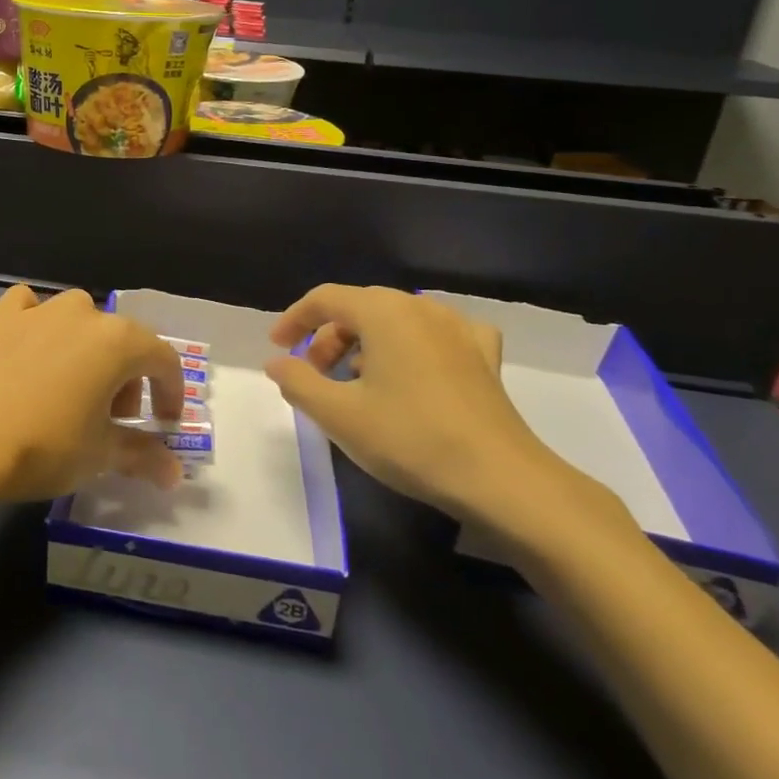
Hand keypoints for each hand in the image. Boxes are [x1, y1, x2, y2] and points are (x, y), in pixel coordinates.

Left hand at [0, 286, 185, 502]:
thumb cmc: (45, 446)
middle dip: (126, 379)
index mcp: (118, 341)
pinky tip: (29, 350)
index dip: (171, 392)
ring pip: (78, 320)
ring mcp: (38, 310)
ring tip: (70, 389)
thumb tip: (173, 472)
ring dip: (86, 349)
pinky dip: (37, 324)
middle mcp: (83, 314)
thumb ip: (143, 456)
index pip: (162, 359)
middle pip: (121, 341)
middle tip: (112, 420)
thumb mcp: (100, 456)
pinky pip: (29, 309)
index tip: (165, 423)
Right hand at [263, 285, 625, 543]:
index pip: (325, 299)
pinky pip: (438, 334)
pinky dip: (414, 344)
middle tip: (313, 373)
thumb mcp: (337, 414)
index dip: (294, 319)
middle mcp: (420, 308)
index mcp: (383, 312)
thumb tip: (277, 362)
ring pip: (396, 320)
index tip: (278, 348)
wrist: (502, 480)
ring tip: (355, 382)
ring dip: (366, 343)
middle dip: (328, 336)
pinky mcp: (483, 356)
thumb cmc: (410, 439)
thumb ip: (297, 381)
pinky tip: (416, 367)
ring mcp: (458, 329)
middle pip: (360, 307)